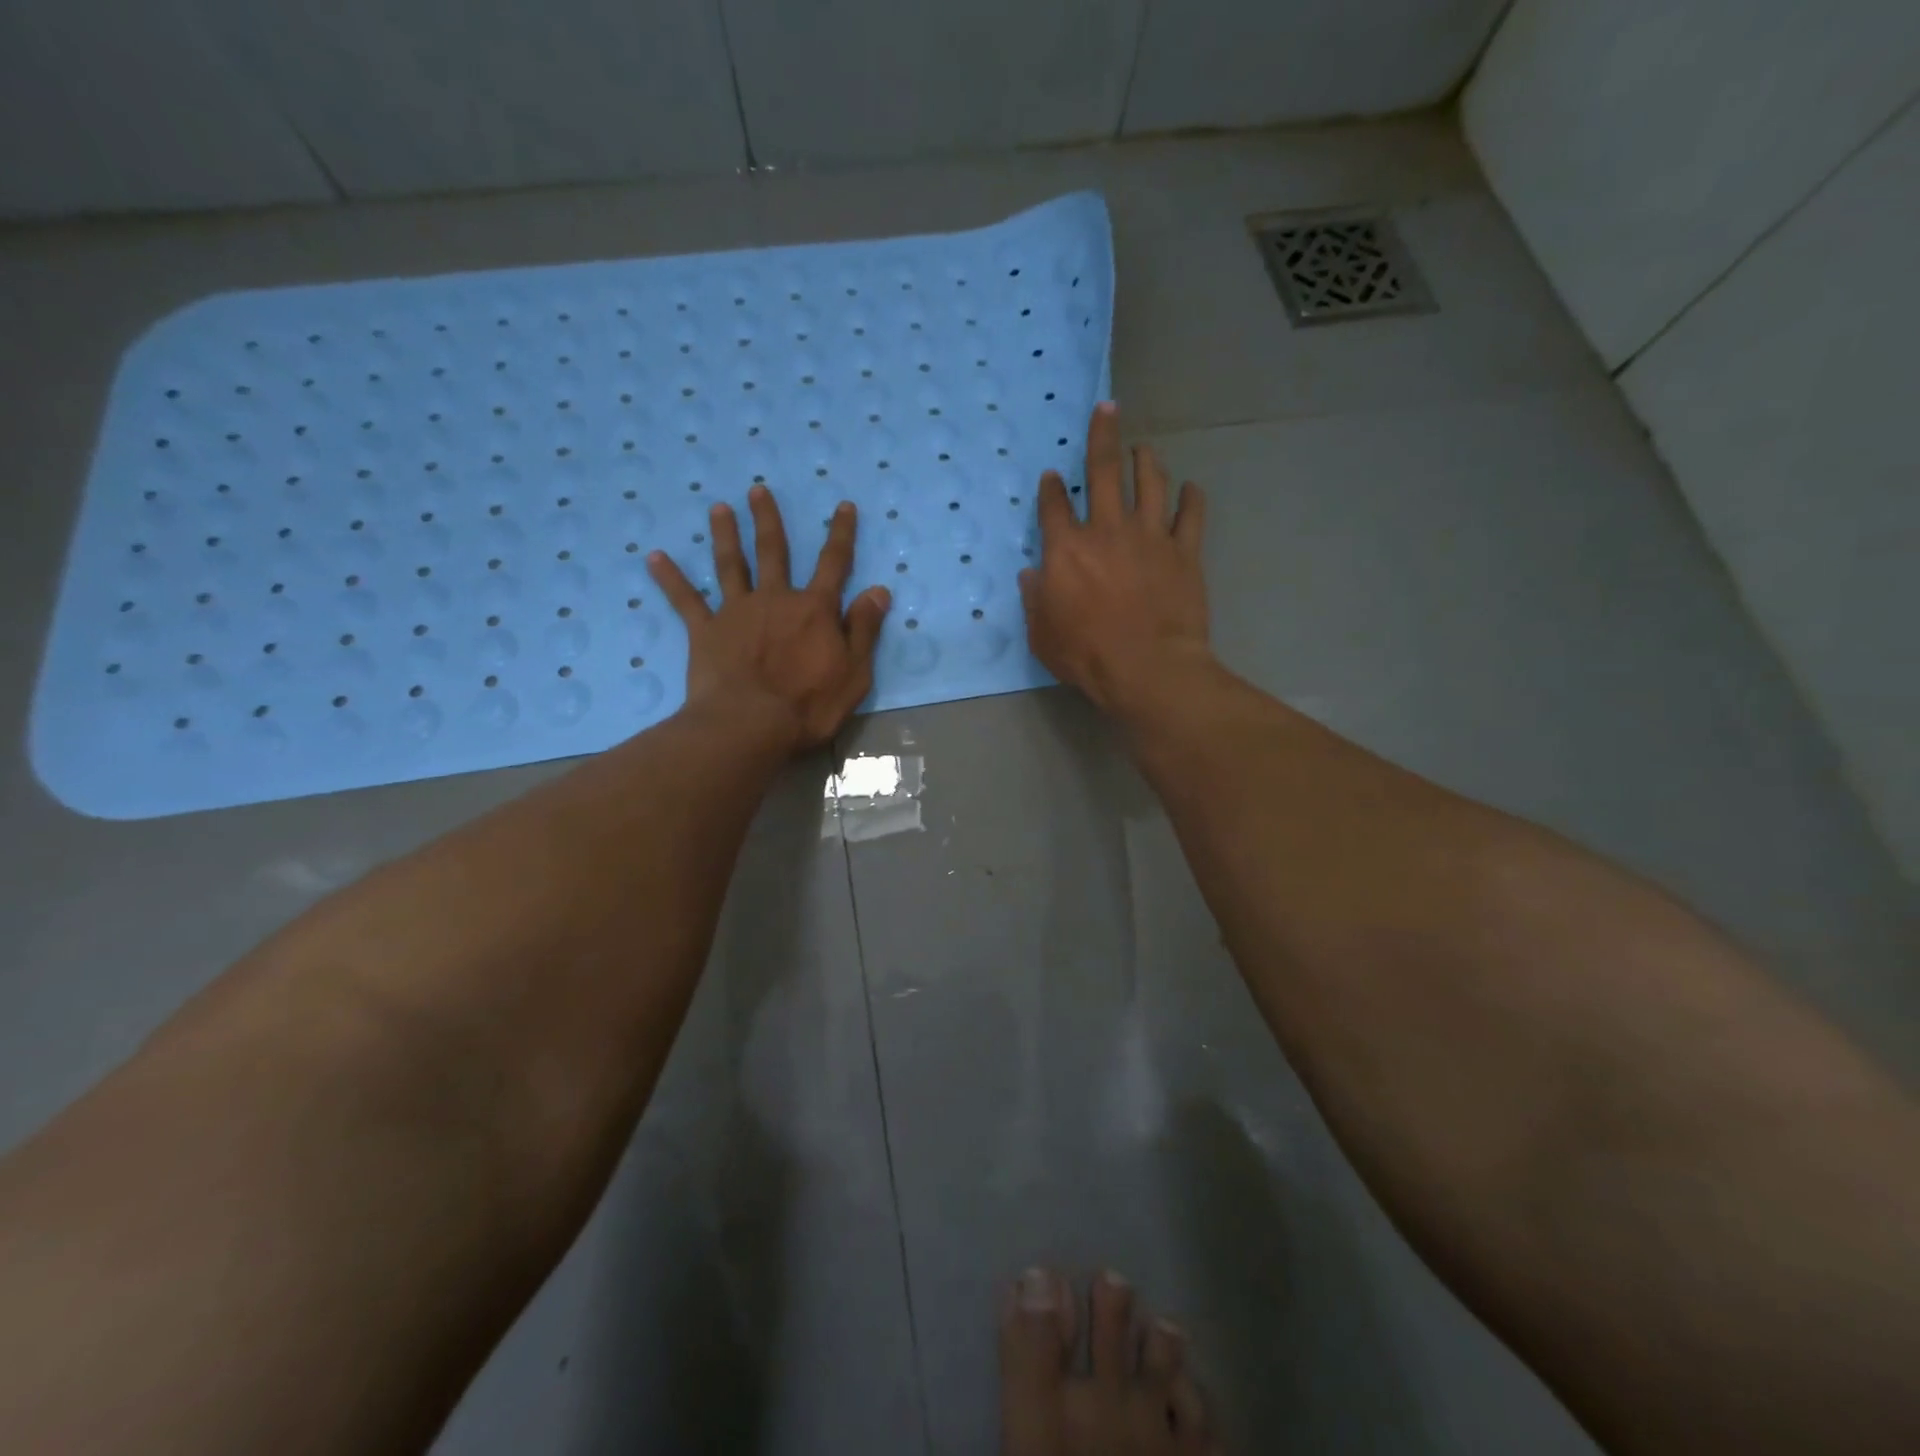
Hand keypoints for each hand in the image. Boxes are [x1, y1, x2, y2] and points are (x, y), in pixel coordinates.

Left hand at [648, 487, 890, 752]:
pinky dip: (670, 578)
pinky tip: (653, 557)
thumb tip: (879, 590)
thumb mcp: (854, 672)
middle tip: (757, 490)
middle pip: (773, 551)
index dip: (841, 534)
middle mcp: (775, 599)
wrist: (750, 725)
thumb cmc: (809, 705)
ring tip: (718, 509)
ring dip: (725, 535)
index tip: (843, 506)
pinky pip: (685, 600)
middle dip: (768, 520)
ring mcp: (737, 612)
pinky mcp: (705, 631)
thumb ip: (864, 629)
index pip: (834, 563)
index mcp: (815, 609)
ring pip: (730, 565)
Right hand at [1019, 402, 1209, 717]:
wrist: (1148, 668)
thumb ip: (1034, 600)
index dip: (1050, 488)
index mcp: (1067, 550)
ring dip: (1146, 460)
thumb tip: (1031, 575)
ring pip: (1150, 482)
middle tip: (1107, 408)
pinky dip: (1191, 498)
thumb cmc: (1087, 655)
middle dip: (1103, 435)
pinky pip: (1190, 515)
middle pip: (1103, 470)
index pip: (1054, 506)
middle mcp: (1107, 530)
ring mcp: (1150, 536)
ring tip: (1144, 448)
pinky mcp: (1184, 551)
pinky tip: (1190, 489)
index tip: (1051, 477)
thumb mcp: (1042, 635)